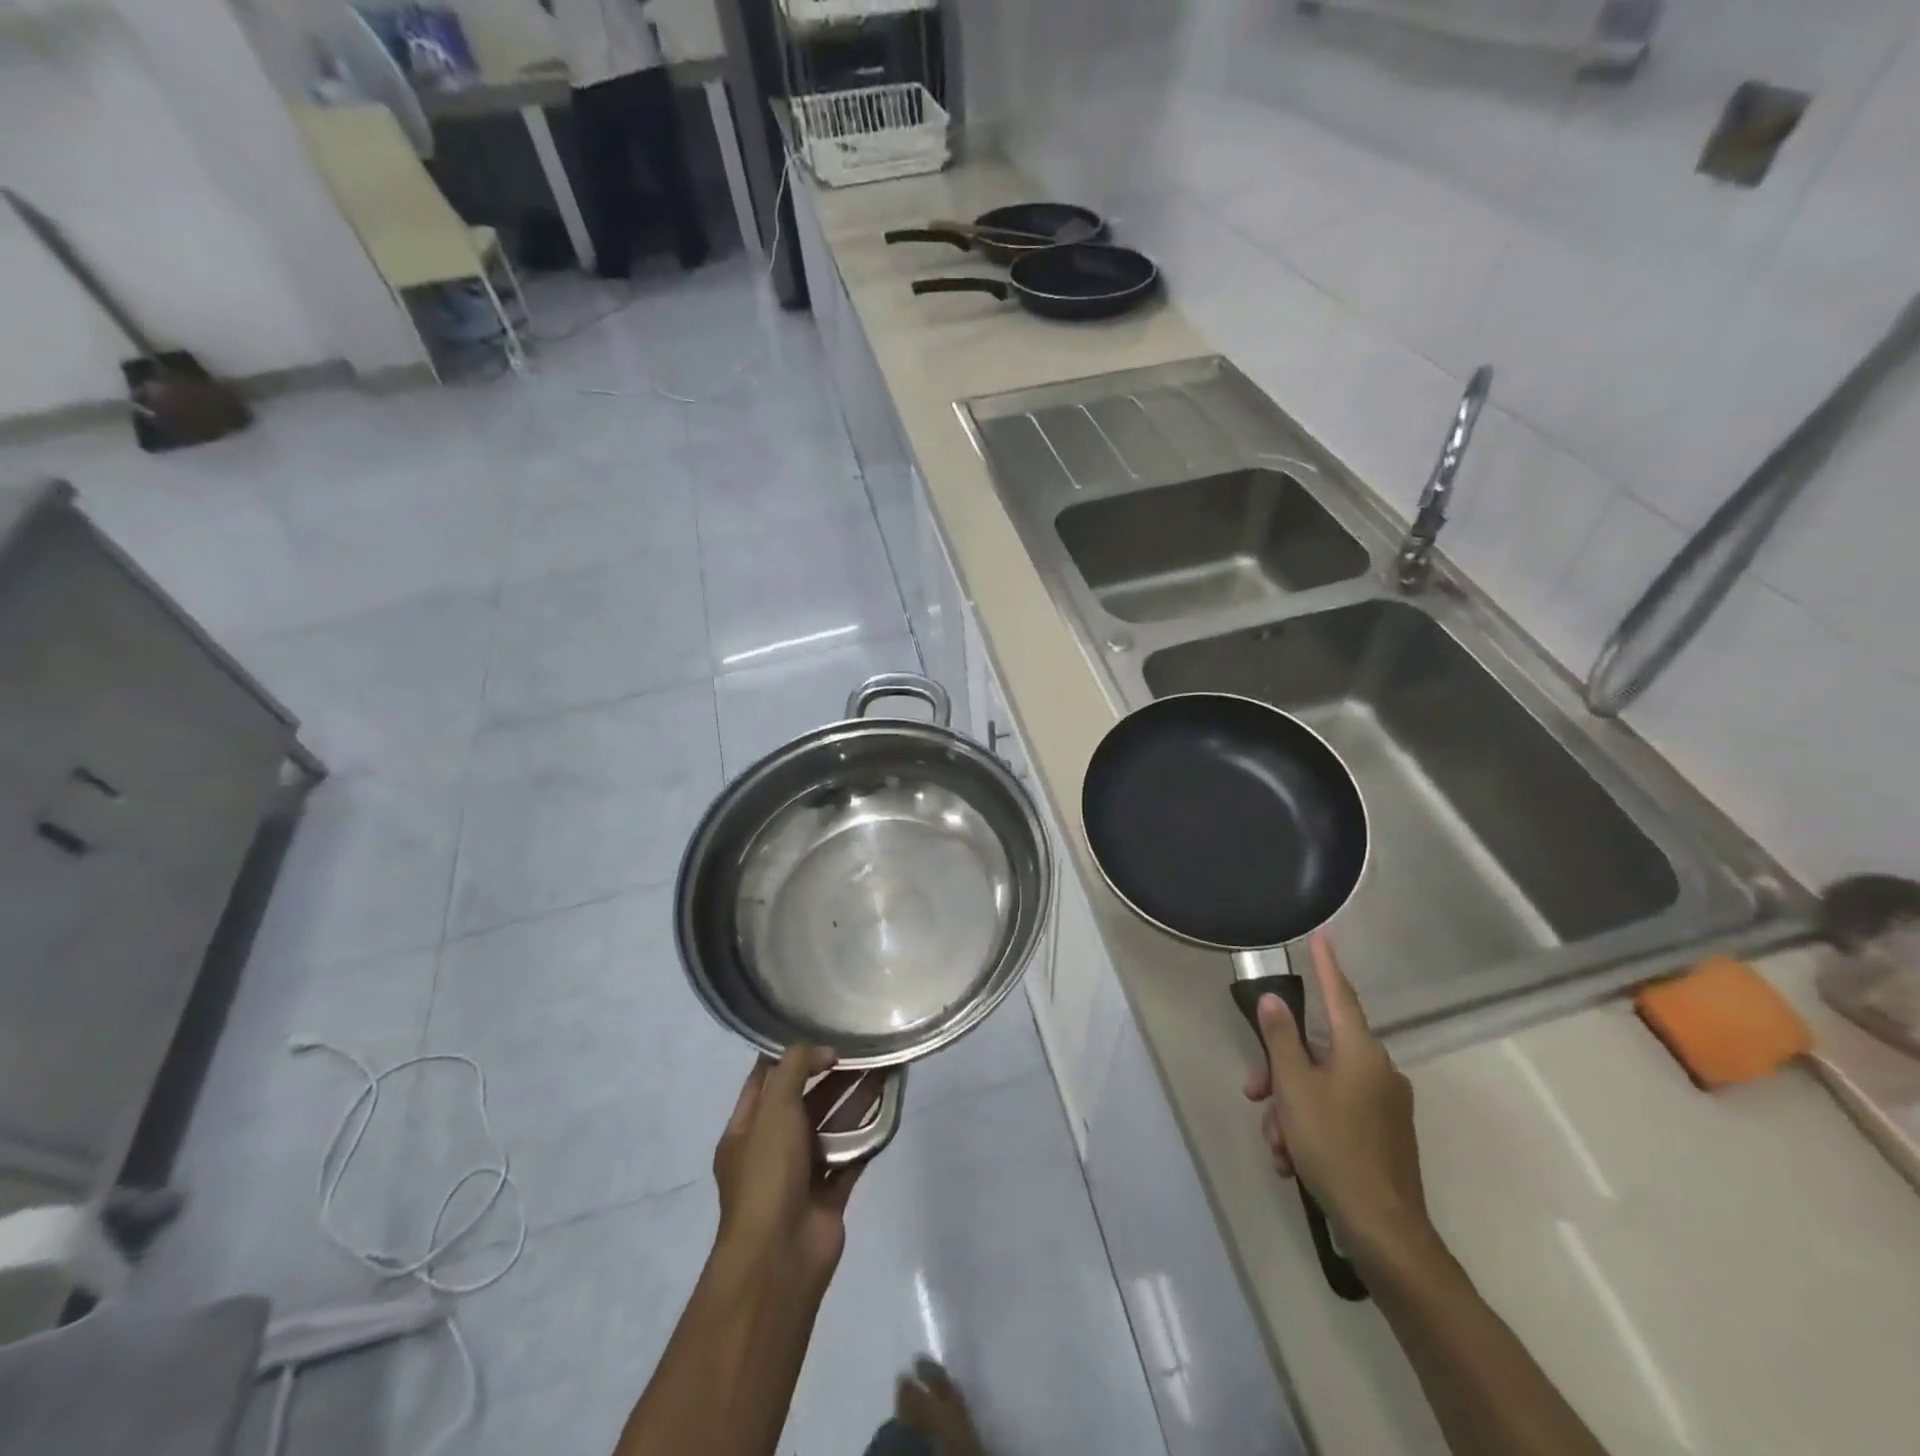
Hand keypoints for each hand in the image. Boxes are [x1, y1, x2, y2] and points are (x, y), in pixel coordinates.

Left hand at [712, 1047, 866, 1294]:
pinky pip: (851, 1155)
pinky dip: (867, 1133)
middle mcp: (772, 1148)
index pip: (764, 1080)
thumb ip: (796, 1068)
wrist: (781, 1257)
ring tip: (883, 1067)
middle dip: (830, 1074)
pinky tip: (888, 1106)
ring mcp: (801, 1173)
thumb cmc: (767, 1175)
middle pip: (803, 1100)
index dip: (787, 1054)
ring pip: (831, 1126)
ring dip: (854, 1098)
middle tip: (862, 1046)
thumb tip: (825, 1051)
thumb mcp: (773, 1109)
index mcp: (746, 1129)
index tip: (818, 1028)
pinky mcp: (829, 1193)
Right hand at [1241, 936, 1432, 1258]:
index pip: (1339, 995)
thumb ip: (1281, 1040)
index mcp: (1362, 1053)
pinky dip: (1309, 1126)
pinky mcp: (1384, 1134)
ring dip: (1290, 1108)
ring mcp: (1385, 1105)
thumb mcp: (1295, 1089)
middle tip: (1255, 1095)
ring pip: (1322, 1086)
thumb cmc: (1334, 1147)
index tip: (1322, 935)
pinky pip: (1336, 1112)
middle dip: (1280, 1071)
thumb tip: (1275, 1000)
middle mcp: (1378, 1071)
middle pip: (1317, 1051)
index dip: (1326, 965)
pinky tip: (1292, 1160)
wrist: (1384, 1231)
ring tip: (1276, 1146)